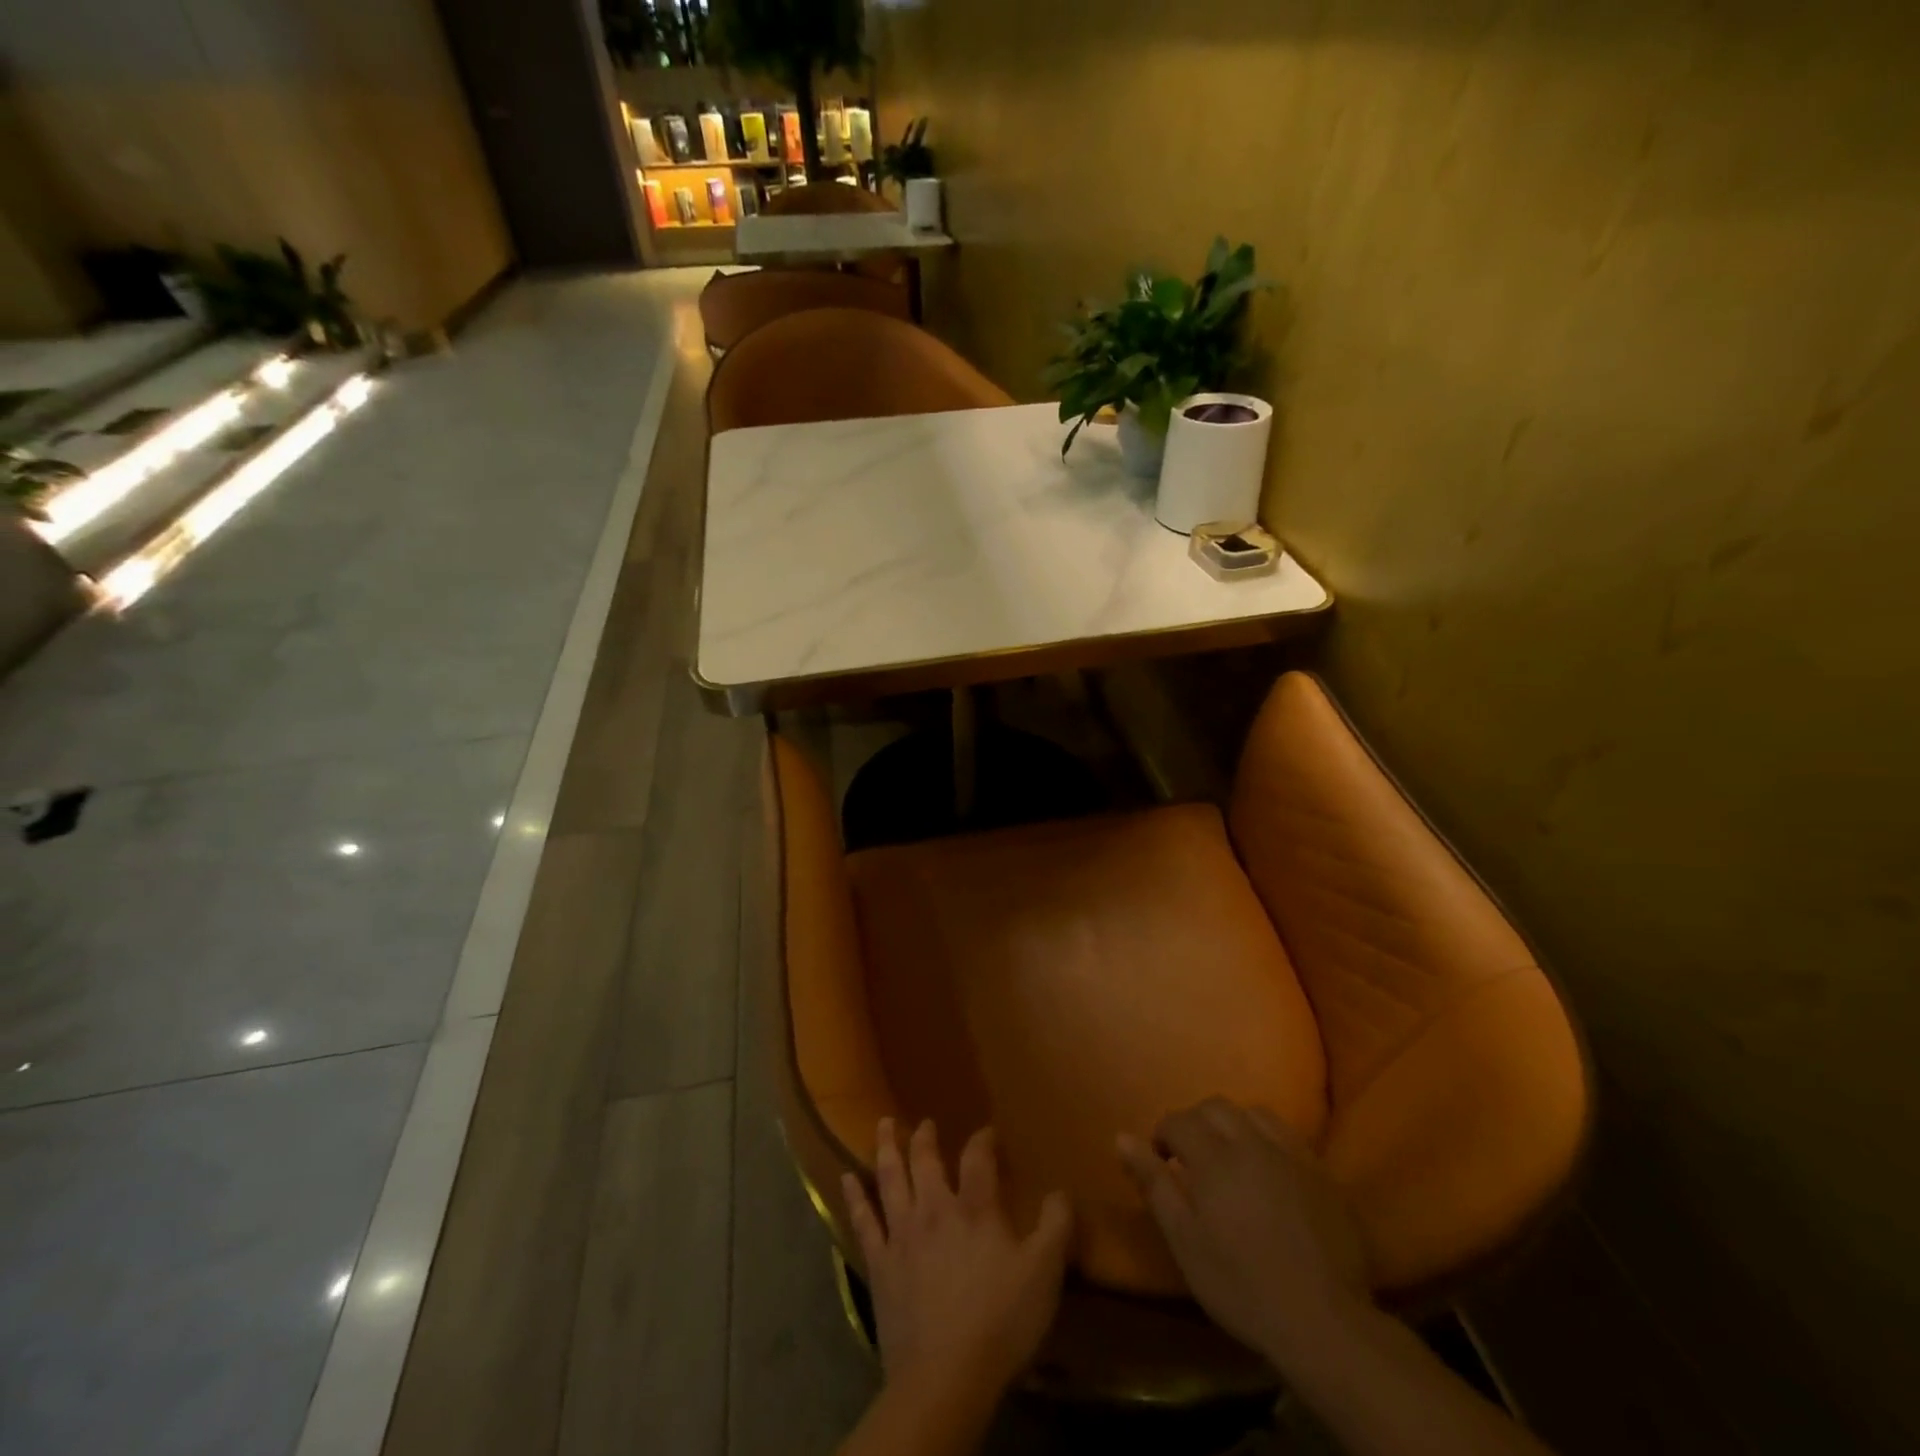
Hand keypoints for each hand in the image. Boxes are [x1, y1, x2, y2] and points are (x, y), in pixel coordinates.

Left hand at [843, 1119, 1071, 1402]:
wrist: (945, 1376)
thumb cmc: (1000, 1321)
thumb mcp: (1045, 1273)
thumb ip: (1055, 1226)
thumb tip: (1061, 1189)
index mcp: (975, 1208)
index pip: (977, 1157)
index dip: (983, 1139)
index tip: (988, 1132)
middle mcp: (934, 1209)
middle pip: (925, 1160)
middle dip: (925, 1137)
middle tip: (925, 1122)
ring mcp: (902, 1234)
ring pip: (890, 1178)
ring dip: (886, 1148)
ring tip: (883, 1124)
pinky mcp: (879, 1264)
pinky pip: (863, 1221)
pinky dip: (854, 1197)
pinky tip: (845, 1178)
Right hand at [1118, 1098, 1369, 1365]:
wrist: (1324, 1323)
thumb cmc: (1242, 1286)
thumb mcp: (1184, 1241)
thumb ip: (1153, 1183)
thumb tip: (1121, 1137)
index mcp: (1214, 1157)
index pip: (1178, 1120)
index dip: (1163, 1135)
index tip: (1161, 1162)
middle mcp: (1251, 1142)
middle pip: (1215, 1107)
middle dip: (1195, 1122)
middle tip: (1191, 1158)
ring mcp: (1289, 1154)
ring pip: (1252, 1113)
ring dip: (1232, 1125)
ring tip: (1229, 1157)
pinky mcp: (1320, 1171)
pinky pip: (1286, 1134)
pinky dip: (1266, 1138)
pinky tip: (1266, 1167)